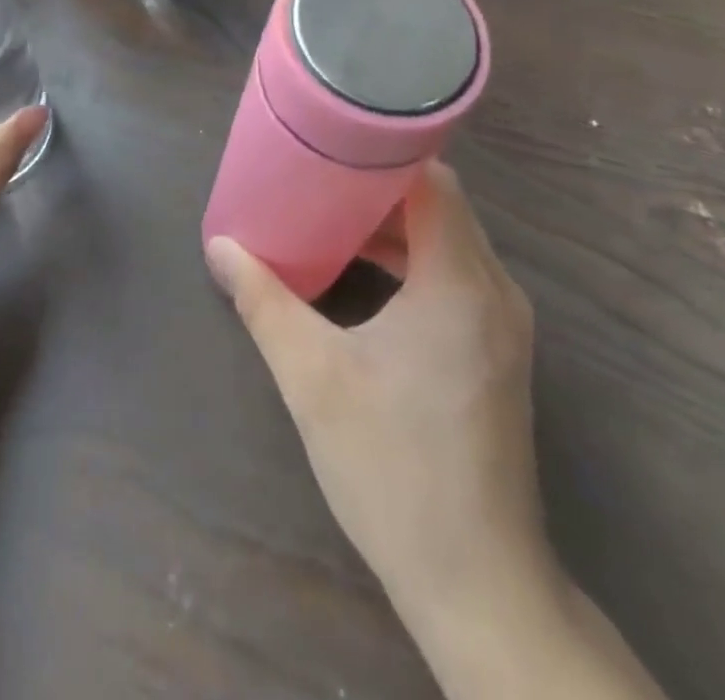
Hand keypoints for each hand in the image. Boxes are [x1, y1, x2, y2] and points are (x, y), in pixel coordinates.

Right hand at [205, 162, 554, 628]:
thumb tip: (221, 247)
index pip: (434, 181)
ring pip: (450, 242)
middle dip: (380, 188)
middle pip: (441, 206)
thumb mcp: (313, 378)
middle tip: (319, 178)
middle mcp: (495, 291)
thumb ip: (265, 303)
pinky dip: (413, 262)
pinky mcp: (498, 352)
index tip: (333, 142)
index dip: (384, 154)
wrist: (477, 582)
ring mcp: (504, 324)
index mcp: (460, 283)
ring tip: (331, 221)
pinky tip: (366, 277)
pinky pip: (456, 277)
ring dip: (395, 228)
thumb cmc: (393, 468)